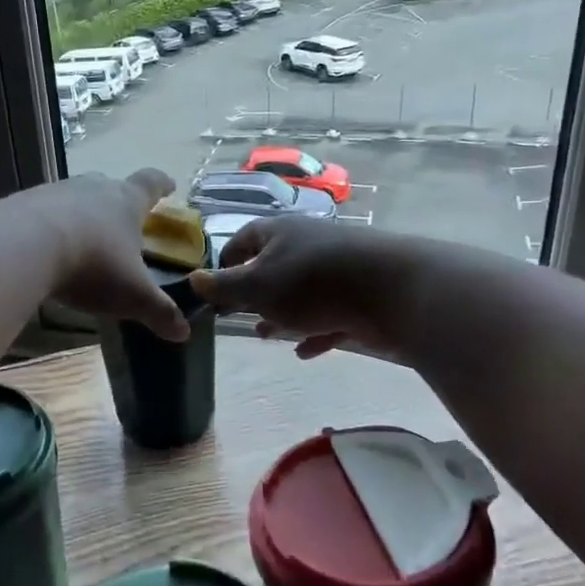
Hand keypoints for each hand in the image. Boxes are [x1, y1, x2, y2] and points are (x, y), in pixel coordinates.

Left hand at [26, 170, 190, 341]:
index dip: (161, 185)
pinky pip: (41, 212)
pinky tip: (45, 248)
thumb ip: (158, 311)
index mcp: (126, 200)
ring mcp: (54, 192)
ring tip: (82, 237)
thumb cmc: (92, 264)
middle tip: (122, 219)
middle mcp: (92, 188)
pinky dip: (49, 227)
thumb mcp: (131, 294)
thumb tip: (184, 332)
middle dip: (117, 201)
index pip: (151, 184)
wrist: (22, 246)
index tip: (169, 185)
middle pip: (109, 186)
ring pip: (74, 197)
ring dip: (80, 214)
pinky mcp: (21, 204)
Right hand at [189, 217, 416, 360]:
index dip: (225, 262)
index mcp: (278, 233)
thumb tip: (193, 279)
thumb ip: (224, 287)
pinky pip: (330, 314)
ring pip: (301, 293)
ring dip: (282, 314)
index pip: (243, 239)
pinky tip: (305, 352)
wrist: (391, 290)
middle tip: (237, 316)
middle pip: (273, 266)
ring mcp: (337, 269)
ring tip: (266, 335)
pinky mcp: (360, 296)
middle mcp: (307, 245)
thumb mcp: (256, 287)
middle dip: (254, 293)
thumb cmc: (311, 284)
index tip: (214, 288)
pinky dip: (315, 330)